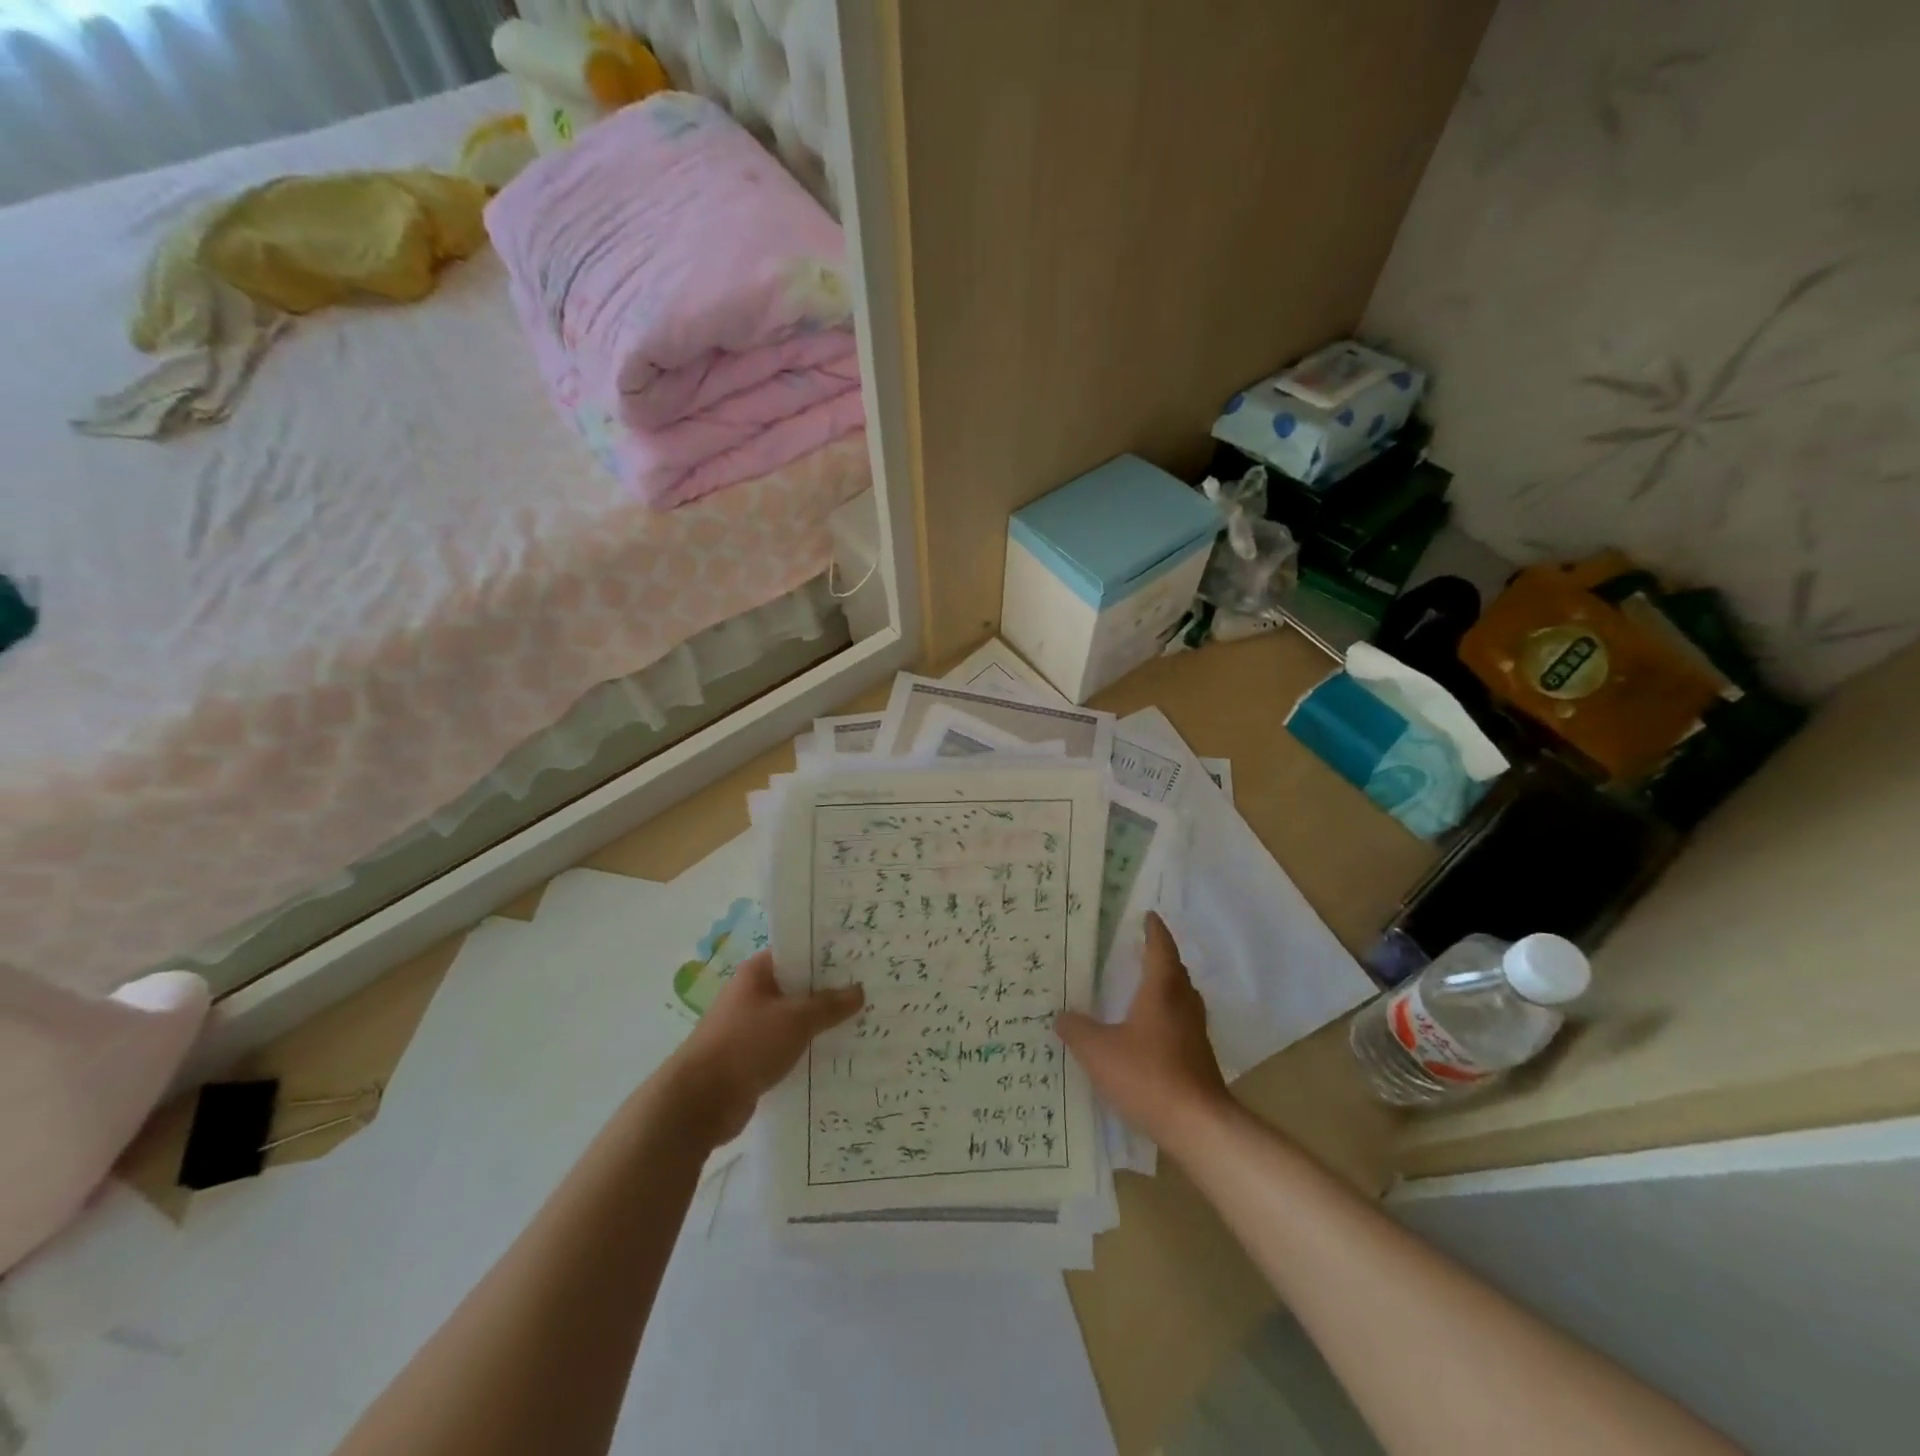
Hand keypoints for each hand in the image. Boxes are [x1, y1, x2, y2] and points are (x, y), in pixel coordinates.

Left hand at [664, 951, 862, 1143]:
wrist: (699, 1102)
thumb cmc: (746, 1045)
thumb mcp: (796, 1020)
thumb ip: (829, 1005)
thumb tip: (859, 991)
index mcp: (757, 973)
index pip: (798, 952)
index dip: (827, 955)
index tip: (858, 959)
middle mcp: (752, 995)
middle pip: (798, 987)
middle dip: (829, 992)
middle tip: (869, 992)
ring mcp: (750, 1028)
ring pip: (794, 1019)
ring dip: (820, 1024)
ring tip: (860, 1024)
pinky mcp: (751, 1059)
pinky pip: (787, 1046)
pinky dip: (807, 1049)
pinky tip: (836, 1056)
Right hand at [1056, 913, 1233, 1150]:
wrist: (1198, 1125)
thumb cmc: (1147, 1076)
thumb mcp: (1099, 1051)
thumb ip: (1077, 1030)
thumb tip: (1062, 1016)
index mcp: (1162, 990)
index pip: (1160, 949)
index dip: (1153, 931)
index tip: (1147, 916)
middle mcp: (1183, 1004)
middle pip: (1175, 971)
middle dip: (1159, 956)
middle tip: (1138, 948)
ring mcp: (1195, 1033)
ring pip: (1181, 997)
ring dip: (1165, 986)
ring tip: (1143, 985)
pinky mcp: (1199, 1058)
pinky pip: (1181, 1022)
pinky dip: (1166, 1014)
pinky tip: (1149, 1030)